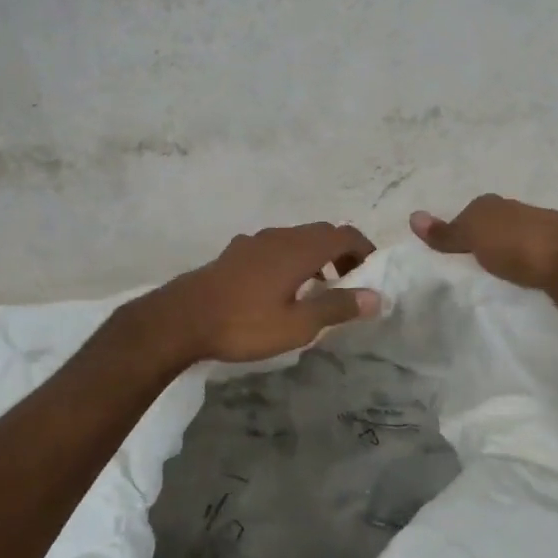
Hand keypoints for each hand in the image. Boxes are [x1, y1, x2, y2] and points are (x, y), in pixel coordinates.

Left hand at [145, 223, 380, 363]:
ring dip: (315, 256)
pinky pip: (274, 247)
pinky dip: (291, 259)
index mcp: (300, 249)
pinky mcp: (235, 252)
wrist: (181, 319)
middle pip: (321, 233)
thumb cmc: (244, 324)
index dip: (364, 249)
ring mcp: (254, 241)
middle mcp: (279, 236)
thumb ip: (337, 307)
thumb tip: (376, 296)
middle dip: (341, 253)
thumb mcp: (298, 324)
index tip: (372, 272)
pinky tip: (279, 288)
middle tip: (348, 283)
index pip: (345, 234)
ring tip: (317, 288)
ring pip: (296, 239)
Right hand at [411, 194, 557, 319]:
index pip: (474, 212)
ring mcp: (551, 241)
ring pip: (521, 249)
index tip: (448, 251)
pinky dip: (529, 277)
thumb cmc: (522, 246)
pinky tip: (523, 290)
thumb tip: (413, 216)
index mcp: (502, 206)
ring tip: (492, 283)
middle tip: (466, 268)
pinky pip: (538, 270)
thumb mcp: (475, 235)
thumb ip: (447, 232)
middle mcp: (526, 217)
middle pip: (499, 229)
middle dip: (487, 243)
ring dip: (510, 261)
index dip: (461, 228)